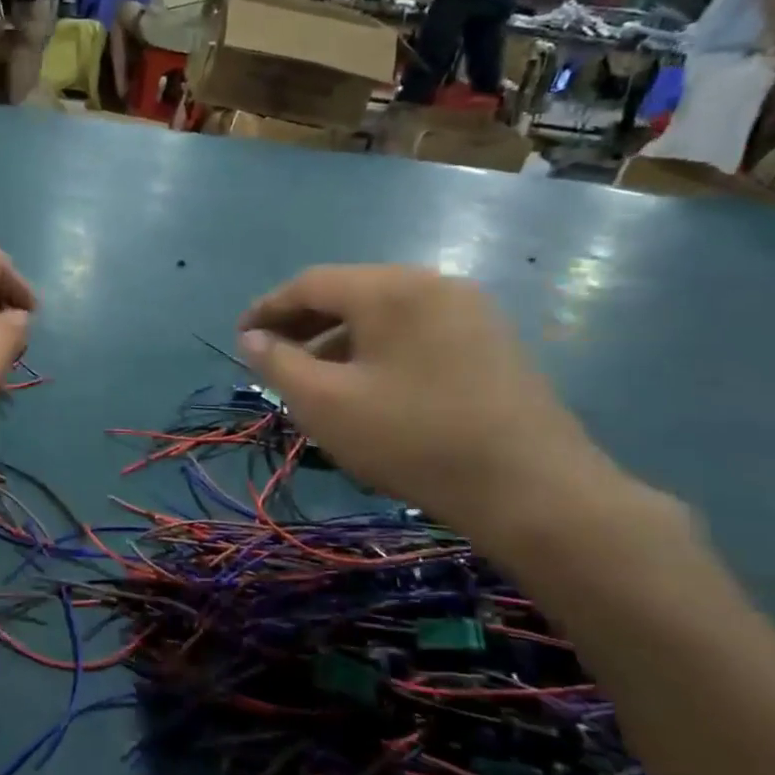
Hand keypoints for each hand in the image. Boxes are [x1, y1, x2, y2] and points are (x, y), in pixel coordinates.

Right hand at [236, 266, 619, 545]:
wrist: (533, 491)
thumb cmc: (412, 439)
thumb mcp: (324, 404)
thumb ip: (278, 363)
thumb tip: (252, 338)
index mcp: (390, 289)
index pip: (311, 283)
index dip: (268, 309)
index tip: (240, 337)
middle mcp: (432, 285)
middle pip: (350, 294)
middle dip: (304, 325)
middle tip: (272, 358)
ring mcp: (470, 312)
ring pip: (385, 316)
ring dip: (340, 341)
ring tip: (316, 381)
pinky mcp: (492, 343)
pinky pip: (416, 334)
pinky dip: (378, 352)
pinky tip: (369, 389)